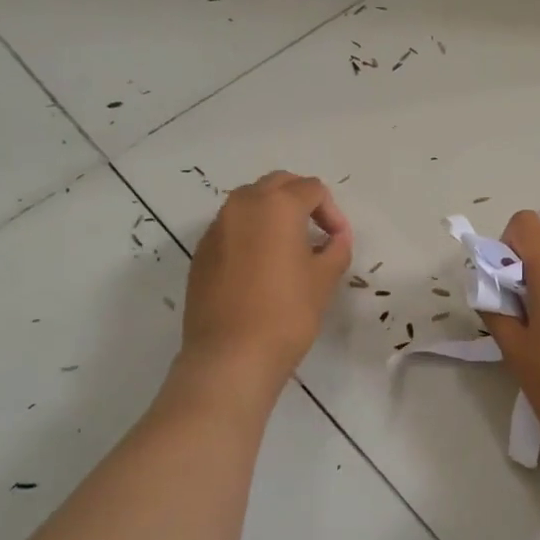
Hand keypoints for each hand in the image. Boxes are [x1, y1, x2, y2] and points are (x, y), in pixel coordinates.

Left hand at [182, 171, 352, 389]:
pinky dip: (251, 234)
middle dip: (301, 201)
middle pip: (277, 184)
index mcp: (277, 205)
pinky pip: (232, 228)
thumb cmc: (287, 312)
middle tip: (317, 232)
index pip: (312, 189)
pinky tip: (261, 268)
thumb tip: (336, 237)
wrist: (231, 355)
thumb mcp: (324, 278)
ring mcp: (217, 228)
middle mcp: (242, 205)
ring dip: (273, 214)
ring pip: (250, 203)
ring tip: (290, 248)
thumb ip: (336, 248)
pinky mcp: (202, 252)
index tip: (338, 241)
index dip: (332, 212)